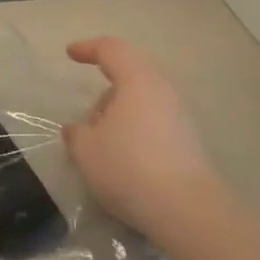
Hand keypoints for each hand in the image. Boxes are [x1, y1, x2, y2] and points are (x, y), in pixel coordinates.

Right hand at [63, 37, 226, 241]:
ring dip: (119, 115)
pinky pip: (153, 122)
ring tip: (102, 145)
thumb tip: (78, 130)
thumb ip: (76, 134)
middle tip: (87, 121)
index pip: (112, 50)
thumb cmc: (130, 167)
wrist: (188, 210)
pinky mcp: (188, 142)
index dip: (88, 48)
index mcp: (137, 81)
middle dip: (104, 93)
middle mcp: (163, 91)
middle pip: (130, 76)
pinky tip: (123, 159)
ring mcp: (180, 116)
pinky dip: (134, 131)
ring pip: (142, 101)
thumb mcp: (86, 150)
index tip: (70, 54)